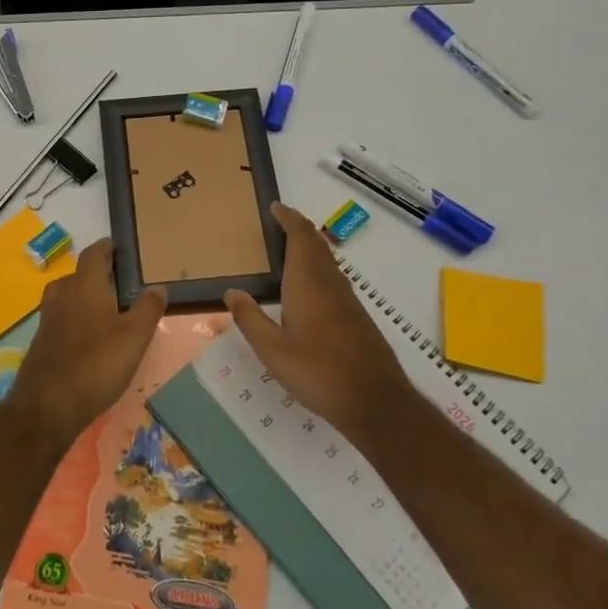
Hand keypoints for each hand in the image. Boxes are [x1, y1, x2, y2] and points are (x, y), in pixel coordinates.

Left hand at [11, 239, 166, 440]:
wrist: (47, 405)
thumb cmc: (96, 363)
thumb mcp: (134, 337)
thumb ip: (148, 309)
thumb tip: (158, 287)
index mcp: (85, 285)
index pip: (94, 254)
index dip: (107, 248)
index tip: (119, 248)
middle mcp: (62, 295)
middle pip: (79, 275)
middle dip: (98, 275)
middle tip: (121, 285)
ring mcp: (48, 319)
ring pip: (68, 297)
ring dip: (85, 298)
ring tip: (107, 311)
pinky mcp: (41, 342)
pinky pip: (61, 319)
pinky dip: (76, 320)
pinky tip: (89, 339)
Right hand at [224, 203, 412, 443]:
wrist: (375, 401)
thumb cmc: (318, 372)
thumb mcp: (272, 350)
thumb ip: (250, 319)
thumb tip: (231, 291)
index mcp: (308, 283)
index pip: (300, 237)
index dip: (288, 218)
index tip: (274, 207)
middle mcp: (330, 283)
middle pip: (316, 244)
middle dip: (298, 228)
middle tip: (277, 223)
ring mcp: (347, 300)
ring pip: (327, 261)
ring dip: (309, 247)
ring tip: (286, 250)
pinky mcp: (356, 317)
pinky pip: (333, 278)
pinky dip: (316, 268)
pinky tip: (306, 289)